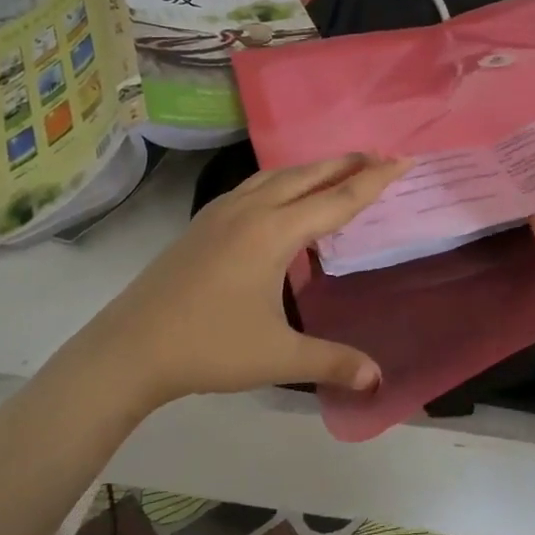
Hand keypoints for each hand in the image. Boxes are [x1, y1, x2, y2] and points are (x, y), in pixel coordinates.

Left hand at [89, 153, 410, 406]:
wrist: (130, 347)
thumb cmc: (208, 347)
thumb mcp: (277, 357)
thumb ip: (331, 362)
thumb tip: (378, 379)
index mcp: (274, 232)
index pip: (337, 199)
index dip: (375, 180)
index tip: (403, 159)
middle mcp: (251, 209)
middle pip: (309, 175)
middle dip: (348, 163)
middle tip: (382, 155)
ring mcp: (223, 211)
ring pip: (279, 175)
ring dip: (314, 168)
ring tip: (339, 168)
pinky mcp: (205, 222)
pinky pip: (256, 185)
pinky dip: (284, 179)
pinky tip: (284, 195)